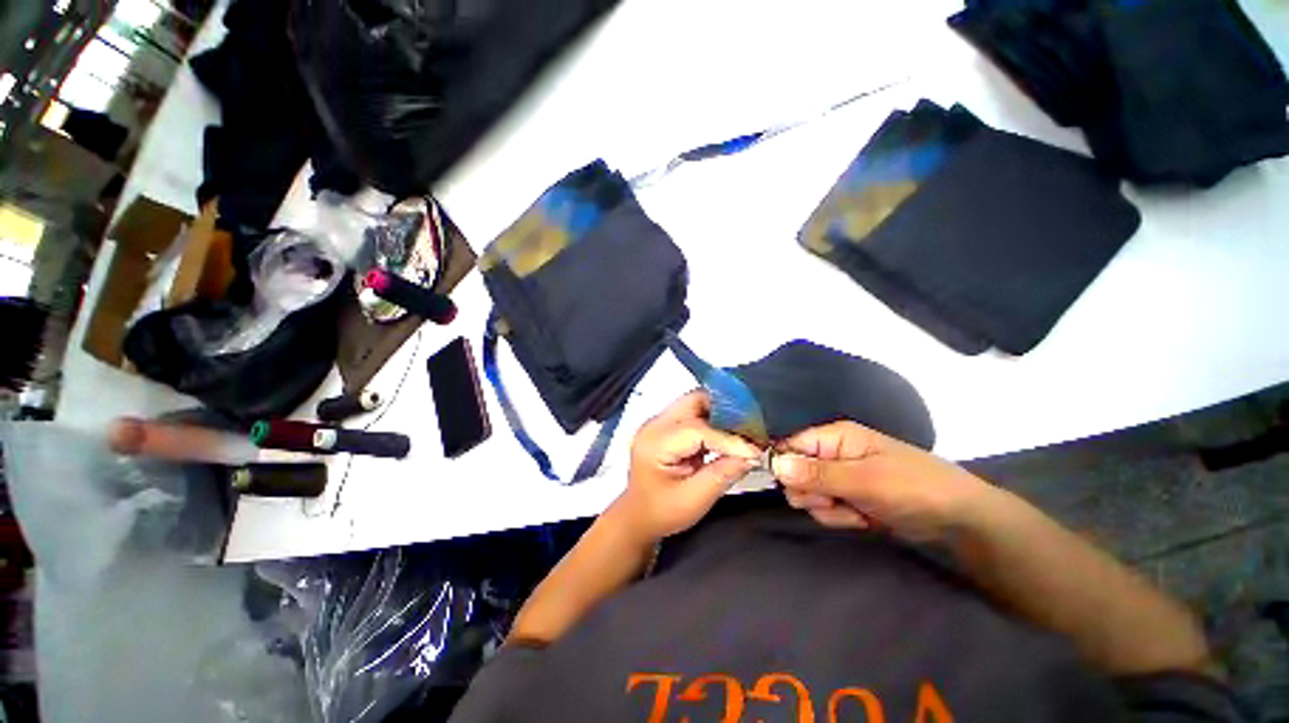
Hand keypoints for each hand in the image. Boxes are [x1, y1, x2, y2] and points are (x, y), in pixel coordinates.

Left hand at [618, 391, 762, 543]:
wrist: (638, 516)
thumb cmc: (661, 512)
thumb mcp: (694, 500)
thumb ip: (723, 474)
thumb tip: (751, 456)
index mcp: (655, 443)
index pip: (697, 429)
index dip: (729, 438)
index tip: (755, 450)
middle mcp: (655, 424)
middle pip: (695, 401)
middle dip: (726, 412)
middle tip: (751, 431)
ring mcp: (660, 422)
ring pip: (696, 402)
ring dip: (721, 414)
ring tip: (743, 433)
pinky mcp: (667, 425)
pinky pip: (695, 412)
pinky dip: (714, 420)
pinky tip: (728, 435)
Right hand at [772, 421, 995, 541]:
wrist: (958, 519)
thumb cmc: (913, 488)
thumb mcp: (865, 481)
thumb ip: (817, 474)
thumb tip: (775, 465)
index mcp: (834, 437)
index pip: (789, 444)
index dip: (784, 464)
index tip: (796, 486)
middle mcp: (831, 453)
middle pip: (794, 471)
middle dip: (810, 492)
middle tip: (834, 500)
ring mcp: (839, 476)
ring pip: (807, 493)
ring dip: (826, 508)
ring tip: (855, 511)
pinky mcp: (847, 496)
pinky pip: (824, 507)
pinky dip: (838, 517)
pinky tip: (862, 518)